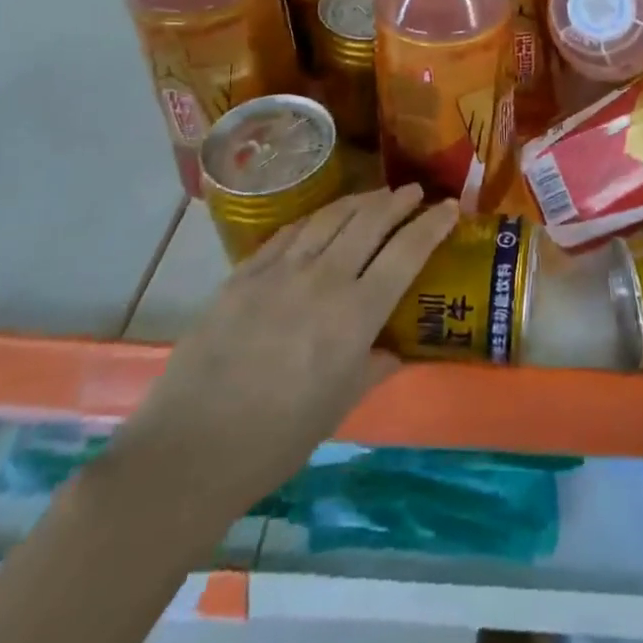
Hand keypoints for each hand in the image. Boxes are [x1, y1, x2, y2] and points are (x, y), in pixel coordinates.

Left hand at [109, 186, 456, 530]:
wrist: (191, 449)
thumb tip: (395, 347)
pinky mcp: (244, 274)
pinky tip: (323, 218)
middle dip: (398, 201)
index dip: (433, 224)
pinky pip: (289, 232)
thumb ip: (376, 364)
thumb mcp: (342, 403)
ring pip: (330, 217)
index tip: (450, 207)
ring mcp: (280, 271)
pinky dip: (315, 218)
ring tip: (376, 195)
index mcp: (356, 314)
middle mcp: (323, 279)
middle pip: (370, 221)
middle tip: (413, 192)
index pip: (407, 252)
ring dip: (359, 200)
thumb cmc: (278, 438)